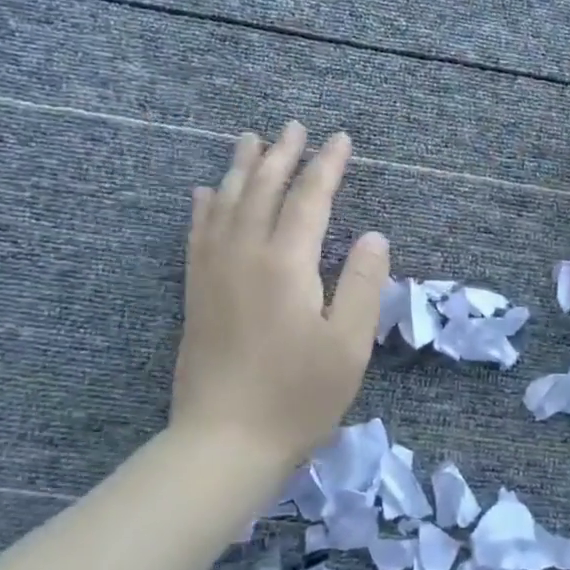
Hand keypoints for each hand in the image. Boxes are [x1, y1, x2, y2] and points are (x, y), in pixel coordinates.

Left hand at [171, 124, 389, 466]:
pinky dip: (205, 206)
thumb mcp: (349, 346)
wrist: (223, 443)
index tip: (340, 139)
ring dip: (242, 168)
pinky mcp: (196, 293)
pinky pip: (198, 234)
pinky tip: (207, 192)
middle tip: (294, 126)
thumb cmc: (297, 397)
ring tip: (251, 140)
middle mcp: (245, 255)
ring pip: (227, 203)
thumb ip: (363, 284)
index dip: (327, 166)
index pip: (310, 199)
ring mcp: (213, 272)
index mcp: (287, 264)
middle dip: (282, 155)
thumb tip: (373, 236)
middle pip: (264, 190)